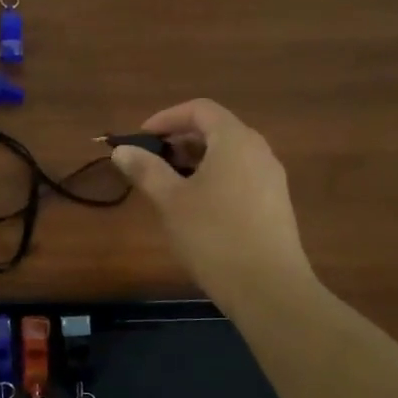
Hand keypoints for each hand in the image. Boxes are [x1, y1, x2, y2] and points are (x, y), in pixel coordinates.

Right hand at [111, 99, 311, 305]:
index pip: (200, 109)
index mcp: (235, 141)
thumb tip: (122, 150)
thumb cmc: (214, 236)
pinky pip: (239, 176)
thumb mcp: (171, 201)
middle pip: (216, 130)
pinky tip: (195, 208)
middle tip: (150, 162)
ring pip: (228, 155)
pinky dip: (213, 178)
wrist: (269, 288)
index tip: (141, 138)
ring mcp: (271, 179)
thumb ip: (146, 170)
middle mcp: (258, 151)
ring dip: (195, 161)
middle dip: (179, 140)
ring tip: (167, 186)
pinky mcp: (274, 204)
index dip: (167, 117)